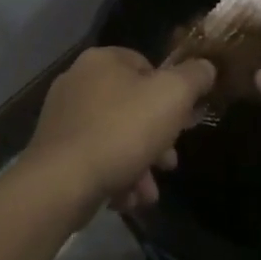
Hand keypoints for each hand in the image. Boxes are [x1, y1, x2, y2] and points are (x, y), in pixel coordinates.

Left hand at [26, 47, 215, 212]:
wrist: (61, 182)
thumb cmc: (122, 131)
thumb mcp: (173, 96)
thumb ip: (195, 77)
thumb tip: (206, 67)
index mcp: (103, 60)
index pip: (147, 66)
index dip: (171, 94)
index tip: (183, 122)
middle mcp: (78, 81)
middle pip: (132, 106)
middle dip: (157, 138)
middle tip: (169, 163)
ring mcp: (62, 117)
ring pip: (115, 136)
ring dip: (139, 164)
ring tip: (148, 192)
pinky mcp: (54, 150)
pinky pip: (94, 157)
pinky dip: (114, 175)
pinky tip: (126, 199)